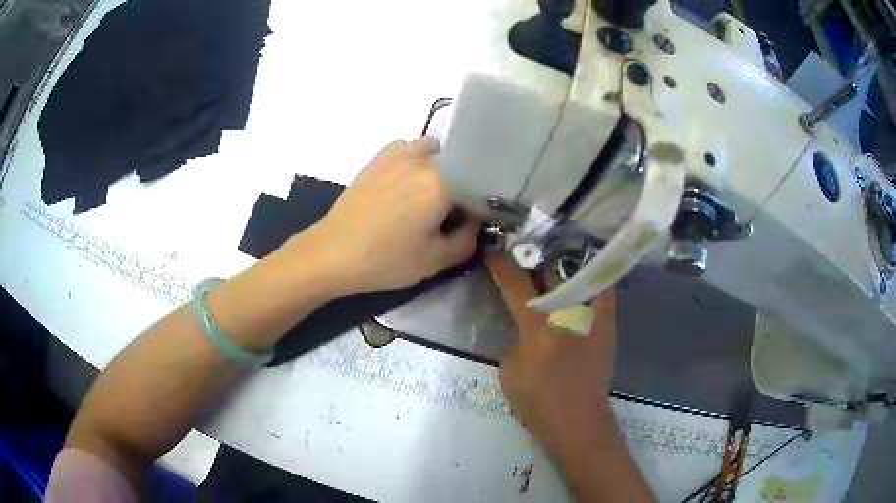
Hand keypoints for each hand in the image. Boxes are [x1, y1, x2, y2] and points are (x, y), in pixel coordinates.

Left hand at [306, 137, 479, 294]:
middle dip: (463, 184)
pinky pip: (408, 147)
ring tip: (430, 191)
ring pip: (434, 148)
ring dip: (440, 164)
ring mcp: (399, 154)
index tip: (476, 222)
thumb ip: (468, 240)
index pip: (480, 185)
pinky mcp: (379, 158)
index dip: (482, 205)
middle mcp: (424, 159)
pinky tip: (406, 181)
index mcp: (442, 183)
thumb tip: (474, 222)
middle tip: (452, 211)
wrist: (333, 252)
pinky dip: (415, 158)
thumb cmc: (385, 259)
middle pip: (459, 162)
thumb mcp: (435, 261)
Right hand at [487, 252, 617, 457]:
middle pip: (550, 272)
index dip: (500, 265)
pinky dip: (593, 278)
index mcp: (538, 326)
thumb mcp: (509, 371)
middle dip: (534, 256)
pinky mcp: (607, 325)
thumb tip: (524, 325)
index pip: (515, 285)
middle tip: (524, 248)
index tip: (492, 249)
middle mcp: (567, 313)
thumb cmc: (538, 402)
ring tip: (553, 253)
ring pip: (578, 276)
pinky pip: (604, 291)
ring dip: (562, 263)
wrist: (578, 421)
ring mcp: (591, 316)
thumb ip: (515, 340)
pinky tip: (584, 271)